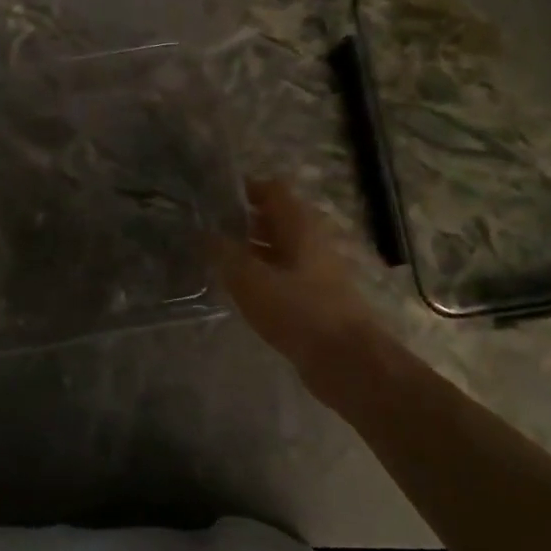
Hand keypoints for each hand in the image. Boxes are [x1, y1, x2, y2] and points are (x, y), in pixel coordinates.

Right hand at [212, 178, 380, 375]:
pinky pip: (283, 274)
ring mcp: (316, 271)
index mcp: (300, 226)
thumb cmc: (299, 312)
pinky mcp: (315, 298)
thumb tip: (203, 233)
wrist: (347, 362)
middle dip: (243, 219)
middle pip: (276, 218)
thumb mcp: (251, 280)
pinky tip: (239, 289)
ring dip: (250, 249)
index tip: (212, 197)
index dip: (245, 188)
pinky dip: (261, 274)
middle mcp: (311, 242)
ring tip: (215, 257)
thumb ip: (225, 254)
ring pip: (279, 248)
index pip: (273, 190)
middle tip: (206, 227)